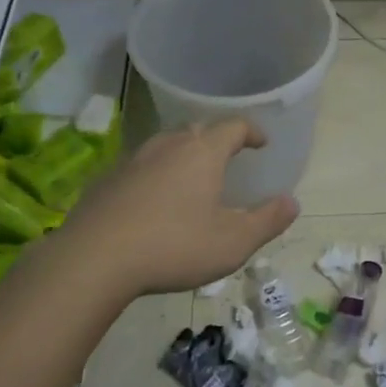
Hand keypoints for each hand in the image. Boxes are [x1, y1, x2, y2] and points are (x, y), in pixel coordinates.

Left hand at [51, 118, 297, 296]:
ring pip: (165, 146)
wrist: (94, 259)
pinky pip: (140, 167)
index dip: (251, 132)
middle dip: (216, 140)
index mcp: (202, 152)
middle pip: (197, 130)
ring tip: (191, 178)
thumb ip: (267, 220)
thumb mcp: (233, 242)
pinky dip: (155, 175)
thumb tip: (292, 202)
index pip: (233, 127)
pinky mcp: (106, 180)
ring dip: (183, 155)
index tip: (261, 143)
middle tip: (227, 158)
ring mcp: (132, 160)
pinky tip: (153, 201)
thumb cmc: (174, 246)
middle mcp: (168, 146)